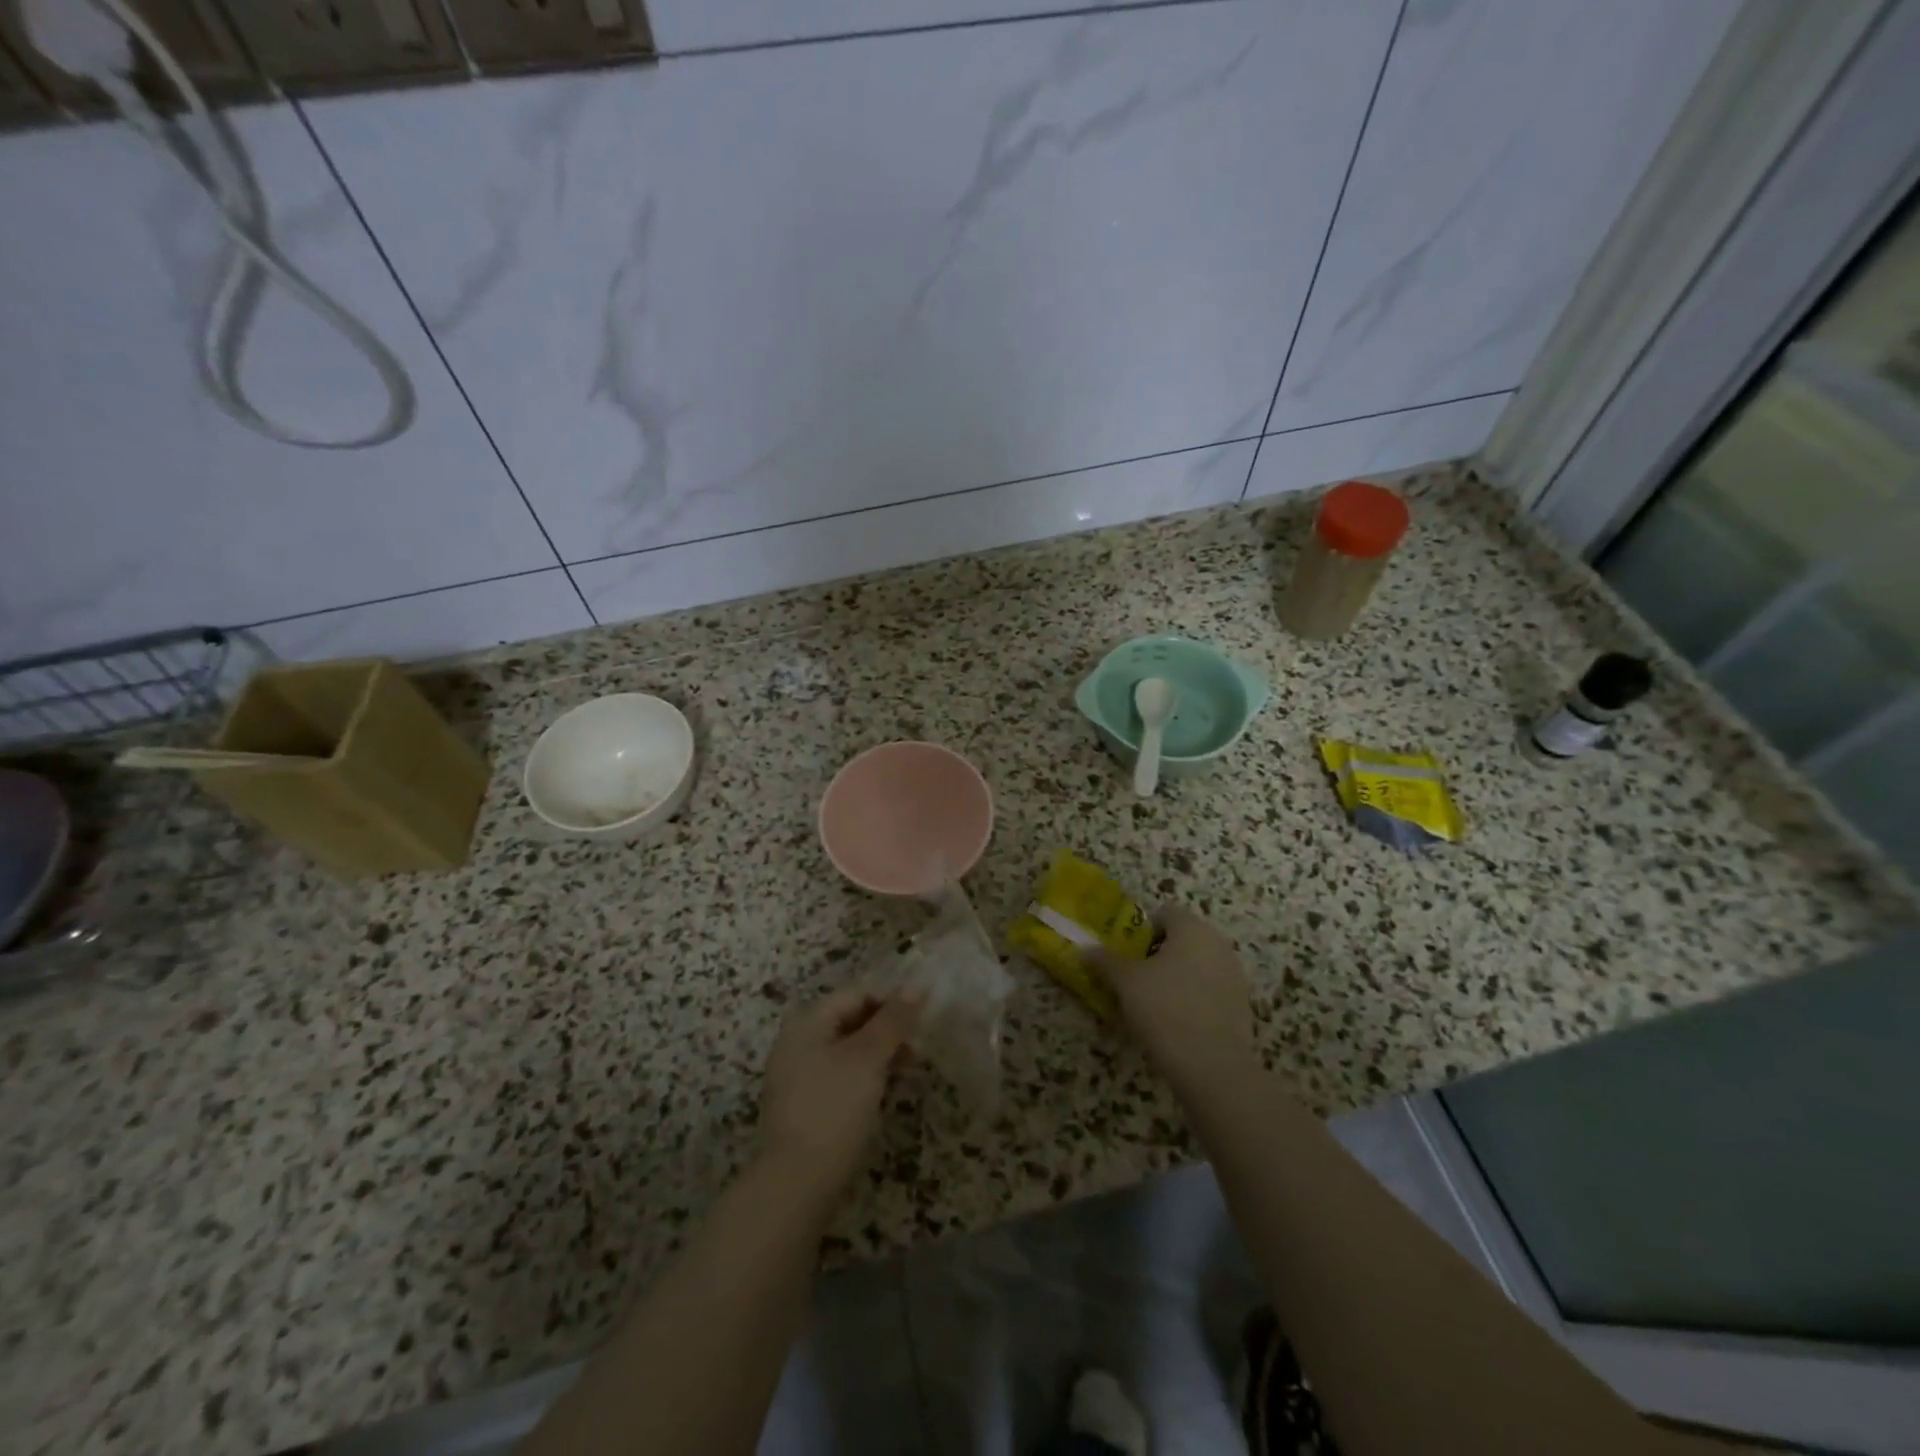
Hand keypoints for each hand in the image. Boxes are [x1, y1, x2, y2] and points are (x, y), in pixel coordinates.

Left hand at [757, 988, 920, 1200]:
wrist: (796, 1185)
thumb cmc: (834, 1108)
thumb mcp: (868, 1058)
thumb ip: (893, 1020)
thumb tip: (916, 986)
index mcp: (807, 1023)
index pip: (856, 995)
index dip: (890, 1003)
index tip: (921, 1023)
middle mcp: (797, 1044)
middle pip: (851, 1023)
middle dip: (888, 1033)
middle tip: (920, 1053)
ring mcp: (798, 1078)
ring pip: (848, 1054)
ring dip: (881, 1059)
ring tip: (912, 1075)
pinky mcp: (805, 1109)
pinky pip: (841, 1081)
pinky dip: (867, 1081)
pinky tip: (889, 1096)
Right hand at [1090, 904, 1255, 1086]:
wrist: (1213, 1067)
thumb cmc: (1165, 1009)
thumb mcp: (1125, 982)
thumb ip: (1105, 960)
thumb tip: (1085, 949)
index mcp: (1192, 928)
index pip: (1163, 913)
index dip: (1141, 930)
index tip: (1126, 953)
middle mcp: (1218, 944)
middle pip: (1182, 939)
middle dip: (1157, 954)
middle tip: (1133, 978)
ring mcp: (1234, 975)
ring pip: (1196, 965)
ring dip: (1175, 977)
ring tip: (1152, 1003)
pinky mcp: (1241, 1006)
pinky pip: (1209, 990)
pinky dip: (1192, 998)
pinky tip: (1175, 1022)